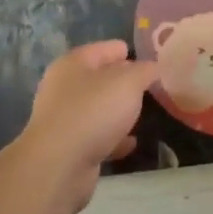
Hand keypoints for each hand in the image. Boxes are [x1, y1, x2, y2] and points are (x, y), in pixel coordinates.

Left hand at [21, 41, 157, 210]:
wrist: (59, 165)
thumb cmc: (94, 111)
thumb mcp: (129, 82)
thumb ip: (145, 71)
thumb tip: (152, 67)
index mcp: (74, 63)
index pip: (106, 48)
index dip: (129, 51)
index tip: (153, 59)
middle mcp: (65, 87)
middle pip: (101, 78)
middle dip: (125, 83)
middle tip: (152, 87)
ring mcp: (64, 119)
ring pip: (98, 108)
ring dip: (118, 111)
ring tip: (144, 113)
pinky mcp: (68, 147)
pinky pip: (97, 136)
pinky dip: (114, 138)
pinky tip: (132, 143)